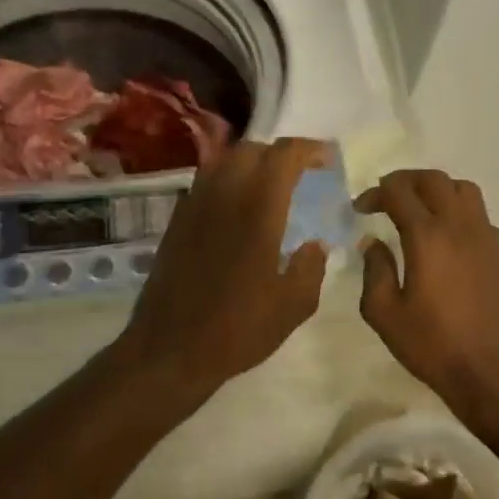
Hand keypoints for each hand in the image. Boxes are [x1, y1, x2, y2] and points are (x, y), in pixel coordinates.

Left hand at [114, 138, 329, 400]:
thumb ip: (312, 266)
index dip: (309, 150)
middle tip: (301, 173)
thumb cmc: (238, 329)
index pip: (283, 156)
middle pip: (252, 150)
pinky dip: (228, 181)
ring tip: (270, 187)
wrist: (171, 349)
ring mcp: (195, 206)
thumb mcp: (294, 306)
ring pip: (224, 162)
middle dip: (280, 154)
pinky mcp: (177, 221)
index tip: (327, 160)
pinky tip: (239, 209)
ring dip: (252, 163)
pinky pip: (206, 183)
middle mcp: (224, 196)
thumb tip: (315, 244)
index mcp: (257, 210)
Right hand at [356, 170, 498, 420]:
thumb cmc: (432, 346)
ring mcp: (487, 238)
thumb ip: (374, 270)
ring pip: (464, 190)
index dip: (375, 194)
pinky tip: (447, 239)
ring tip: (420, 209)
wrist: (493, 374)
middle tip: (386, 197)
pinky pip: (480, 216)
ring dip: (437, 190)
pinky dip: (459, 213)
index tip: (360, 209)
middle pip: (434, 180)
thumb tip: (372, 242)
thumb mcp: (385, 314)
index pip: (398, 192)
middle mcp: (460, 226)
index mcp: (427, 237)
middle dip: (405, 180)